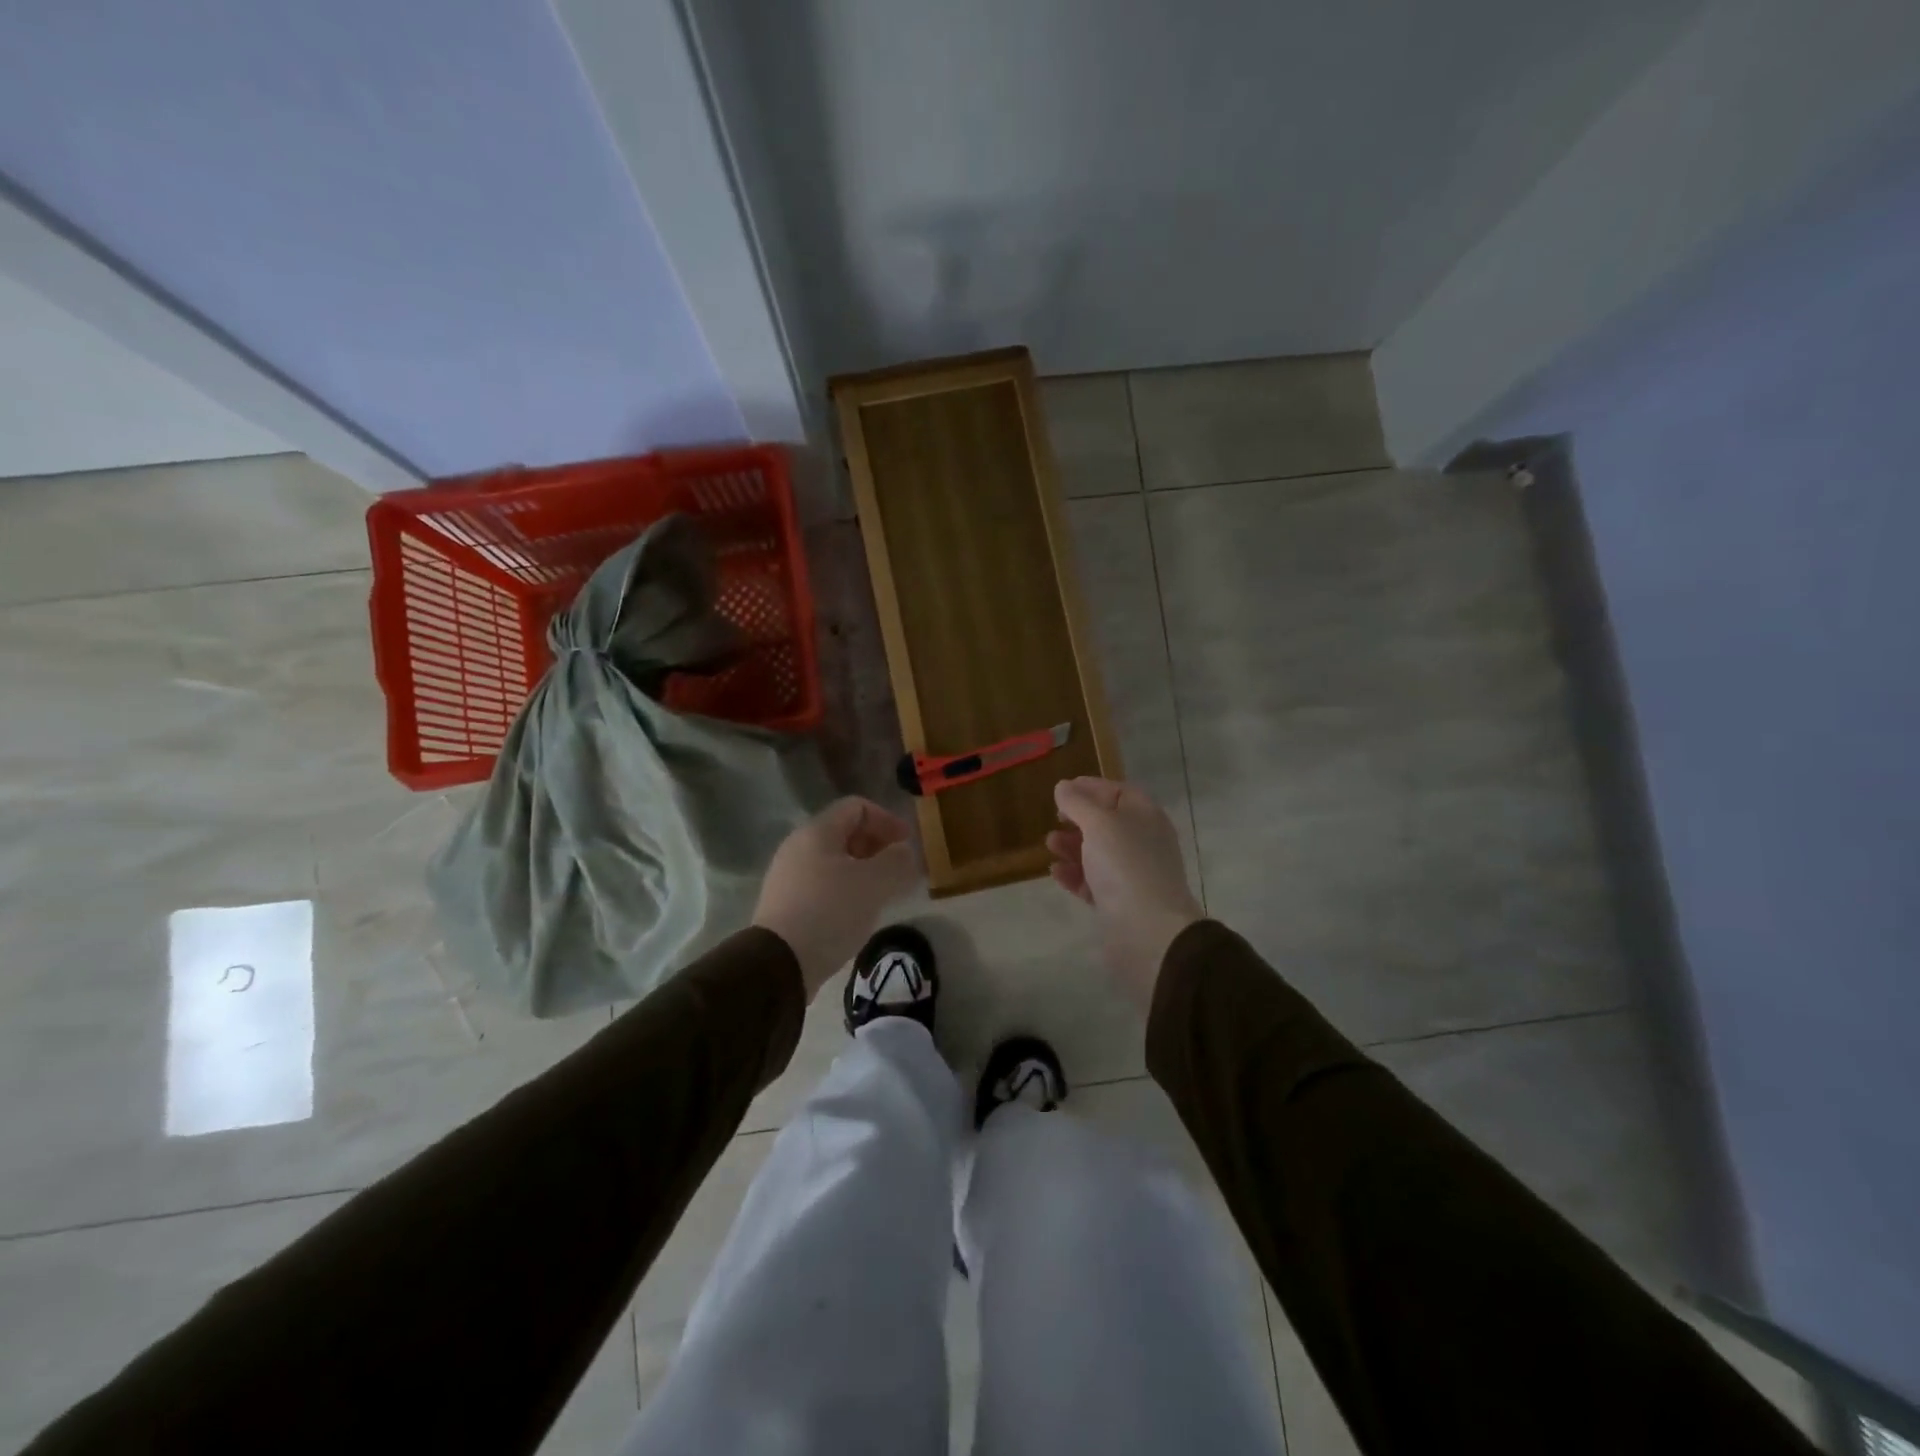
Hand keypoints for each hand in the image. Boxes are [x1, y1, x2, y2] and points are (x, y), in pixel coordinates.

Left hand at [753, 798, 921, 999]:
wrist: (780, 964)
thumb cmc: (830, 912)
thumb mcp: (874, 883)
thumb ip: (897, 861)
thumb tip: (904, 852)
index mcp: (817, 832)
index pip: (857, 807)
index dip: (887, 819)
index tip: (908, 844)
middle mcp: (798, 847)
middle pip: (845, 832)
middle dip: (878, 846)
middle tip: (900, 869)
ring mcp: (789, 876)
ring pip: (835, 861)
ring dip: (865, 870)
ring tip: (885, 892)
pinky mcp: (787, 903)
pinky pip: (824, 884)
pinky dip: (847, 889)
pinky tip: (859, 911)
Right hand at [1047, 777, 1203, 1009]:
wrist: (1147, 930)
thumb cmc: (1125, 865)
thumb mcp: (1099, 824)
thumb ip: (1077, 803)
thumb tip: (1063, 787)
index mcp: (1145, 817)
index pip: (1119, 792)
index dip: (1092, 787)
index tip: (1063, 789)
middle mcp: (1142, 842)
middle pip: (1107, 823)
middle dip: (1078, 819)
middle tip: (1054, 818)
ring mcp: (1131, 873)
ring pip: (1098, 853)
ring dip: (1072, 846)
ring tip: (1050, 844)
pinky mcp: (1119, 901)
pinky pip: (1093, 881)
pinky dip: (1074, 874)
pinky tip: (1055, 872)